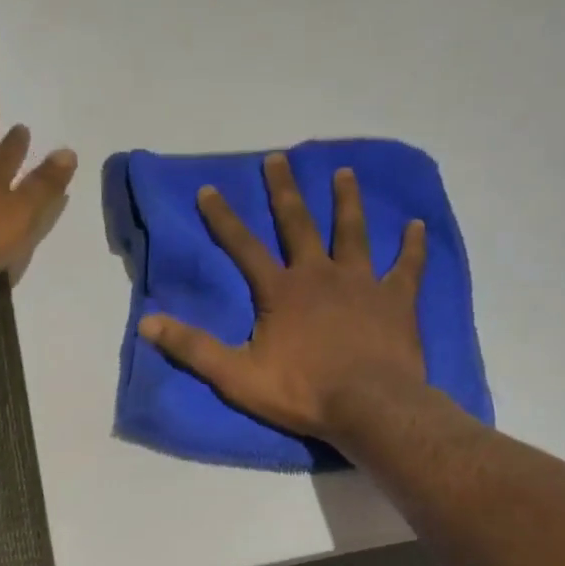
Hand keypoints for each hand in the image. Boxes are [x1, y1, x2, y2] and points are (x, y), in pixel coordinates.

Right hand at [139, 153, 427, 441]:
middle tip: (278, 158)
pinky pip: (407, 266)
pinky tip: (417, 225)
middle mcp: (320, 275)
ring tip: (343, 172)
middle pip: (299, 224)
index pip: (244, 246)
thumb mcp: (237, 375)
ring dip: (346, 202)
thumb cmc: (302, 392)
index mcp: (281, 291)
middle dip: (285, 191)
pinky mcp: (396, 300)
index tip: (210, 189)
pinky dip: (412, 246)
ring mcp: (362, 283)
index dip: (224, 218)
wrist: (370, 407)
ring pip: (352, 233)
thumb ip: (193, 348)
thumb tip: (147, 322)